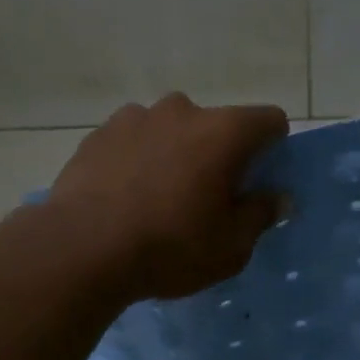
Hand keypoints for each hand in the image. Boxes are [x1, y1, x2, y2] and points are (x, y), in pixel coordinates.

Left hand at [45, 93, 289, 301]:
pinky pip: (133, 140)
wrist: (81, 249)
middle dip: (219, 153)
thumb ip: (260, 215)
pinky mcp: (98, 134)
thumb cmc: (170, 248)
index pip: (269, 121)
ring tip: (158, 197)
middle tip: (206, 198)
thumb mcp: (231, 247)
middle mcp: (182, 110)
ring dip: (175, 153)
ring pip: (171, 129)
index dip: (273, 148)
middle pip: (216, 124)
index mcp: (224, 132)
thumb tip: (278, 197)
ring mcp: (135, 117)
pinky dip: (137, 159)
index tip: (260, 180)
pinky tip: (124, 196)